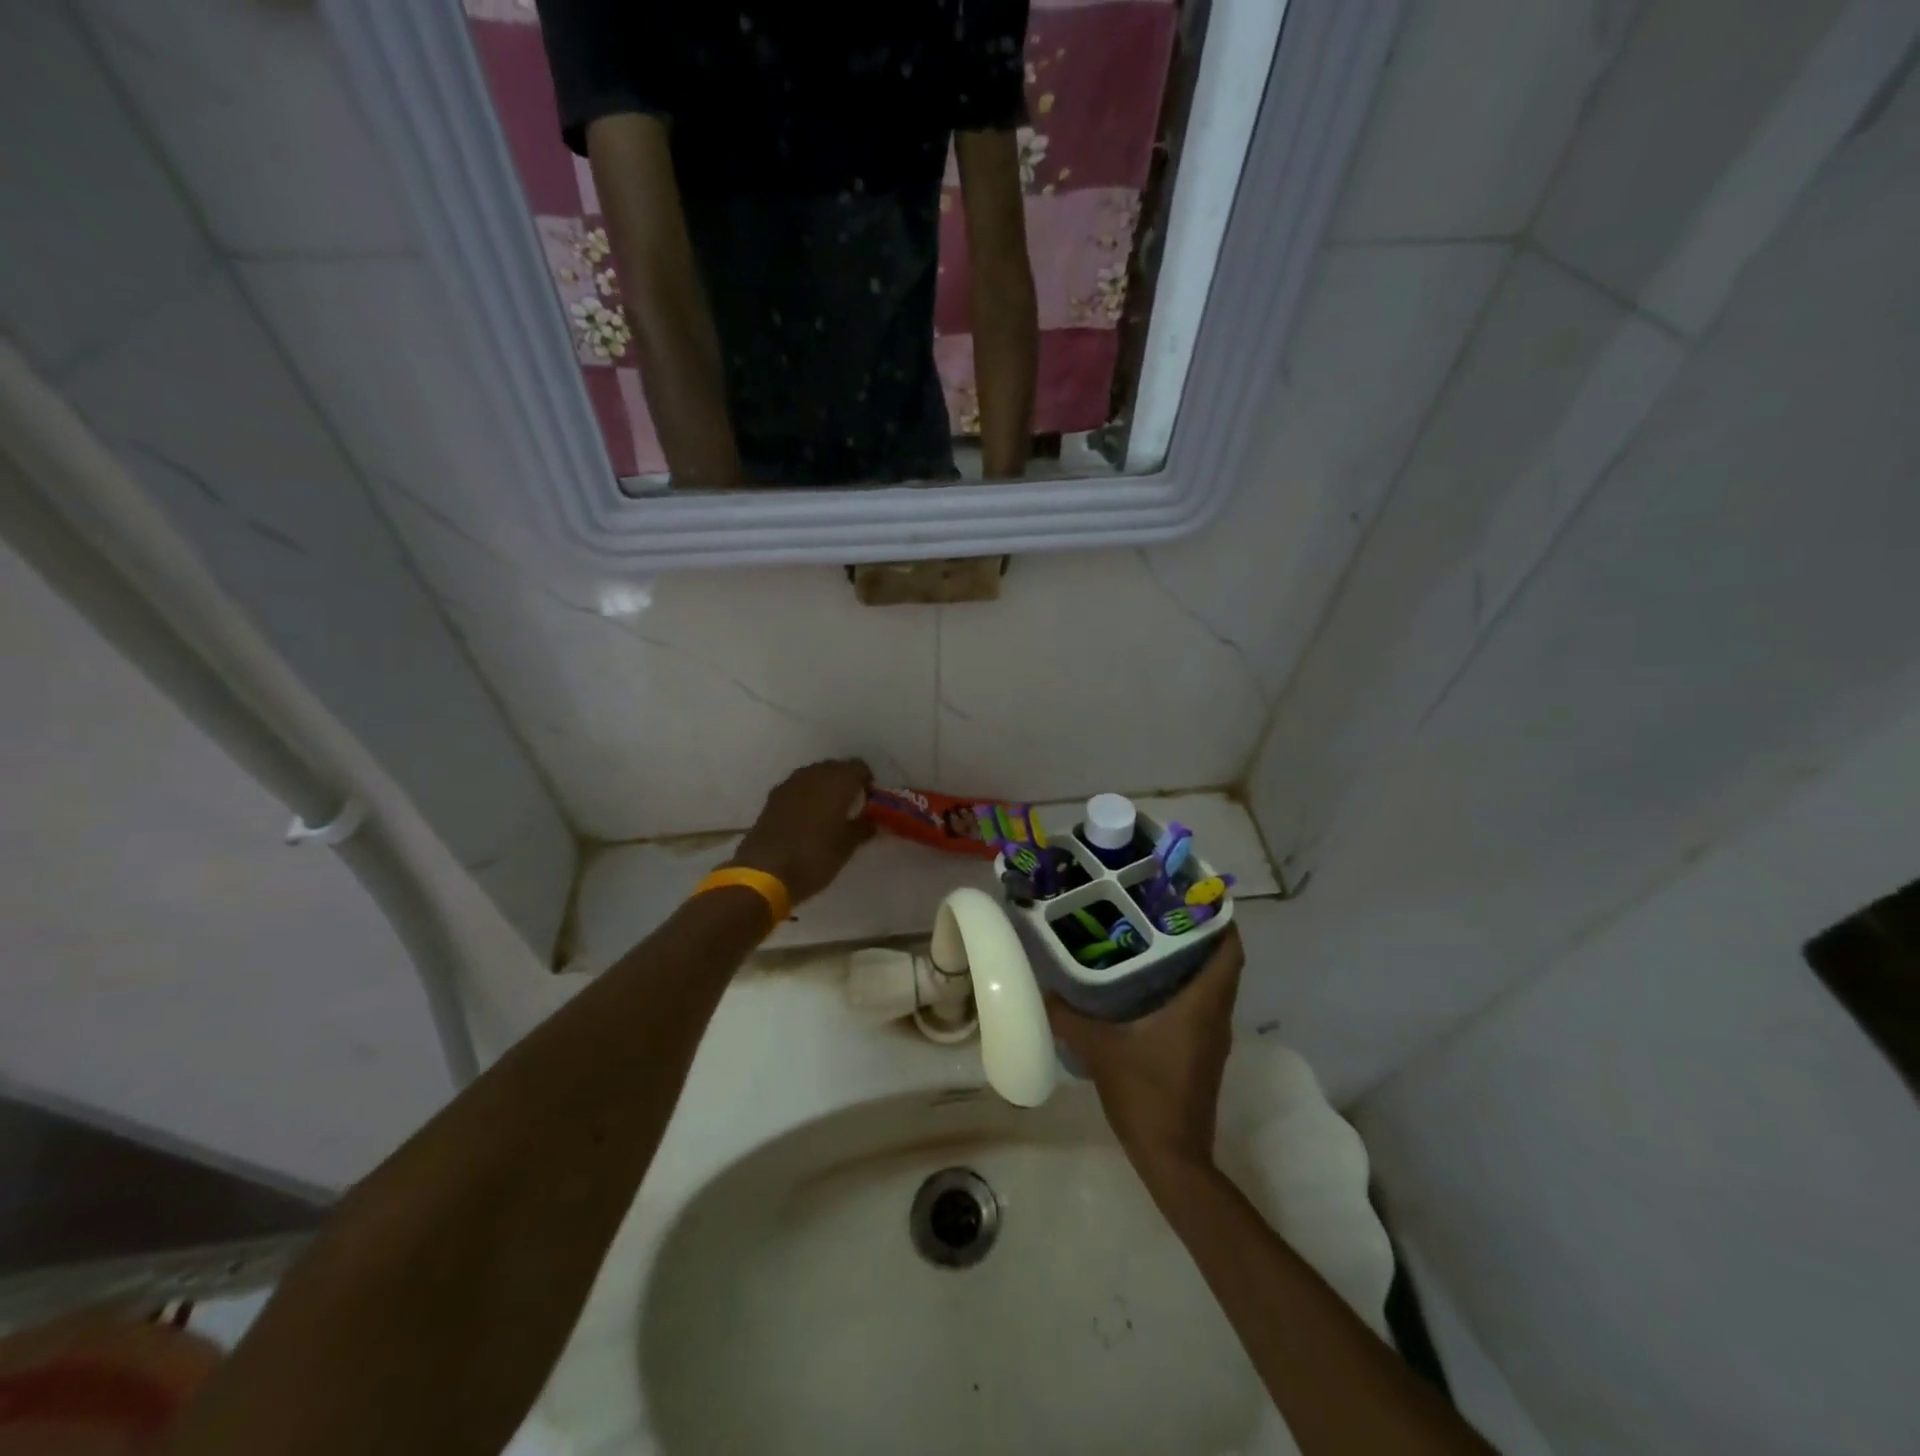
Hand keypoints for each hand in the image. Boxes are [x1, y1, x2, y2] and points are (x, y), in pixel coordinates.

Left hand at [729, 759, 874, 904]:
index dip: (867, 782)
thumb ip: (863, 828)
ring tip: (829, 813)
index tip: (870, 802)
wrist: (764, 872)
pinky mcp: (773, 797)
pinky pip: (797, 788)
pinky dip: (806, 796)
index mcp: (837, 782)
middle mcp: (814, 774)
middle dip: (845, 783)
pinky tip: (807, 819)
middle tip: (851, 807)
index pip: (859, 767)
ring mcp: (790, 783)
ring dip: (824, 788)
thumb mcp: (846, 847)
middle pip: (835, 768)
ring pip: (814, 775)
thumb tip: (872, 820)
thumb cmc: (814, 857)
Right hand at [1047, 927, 1242, 1176]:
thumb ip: (1069, 1016)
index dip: (1222, 920)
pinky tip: (1146, 984)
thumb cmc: (1145, 1094)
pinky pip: (1200, 1006)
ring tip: (1152, 937)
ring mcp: (1211, 1038)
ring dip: (1192, 961)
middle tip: (1163, 908)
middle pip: (1222, 964)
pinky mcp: (1201, 1054)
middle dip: (1200, 933)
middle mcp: (1215, 1016)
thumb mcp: (1099, 1049)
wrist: (1172, 1157)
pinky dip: (1184, 986)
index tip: (1198, 894)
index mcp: (1201, 1006)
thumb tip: (1044, 987)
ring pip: (1211, 986)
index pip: (1229, 952)